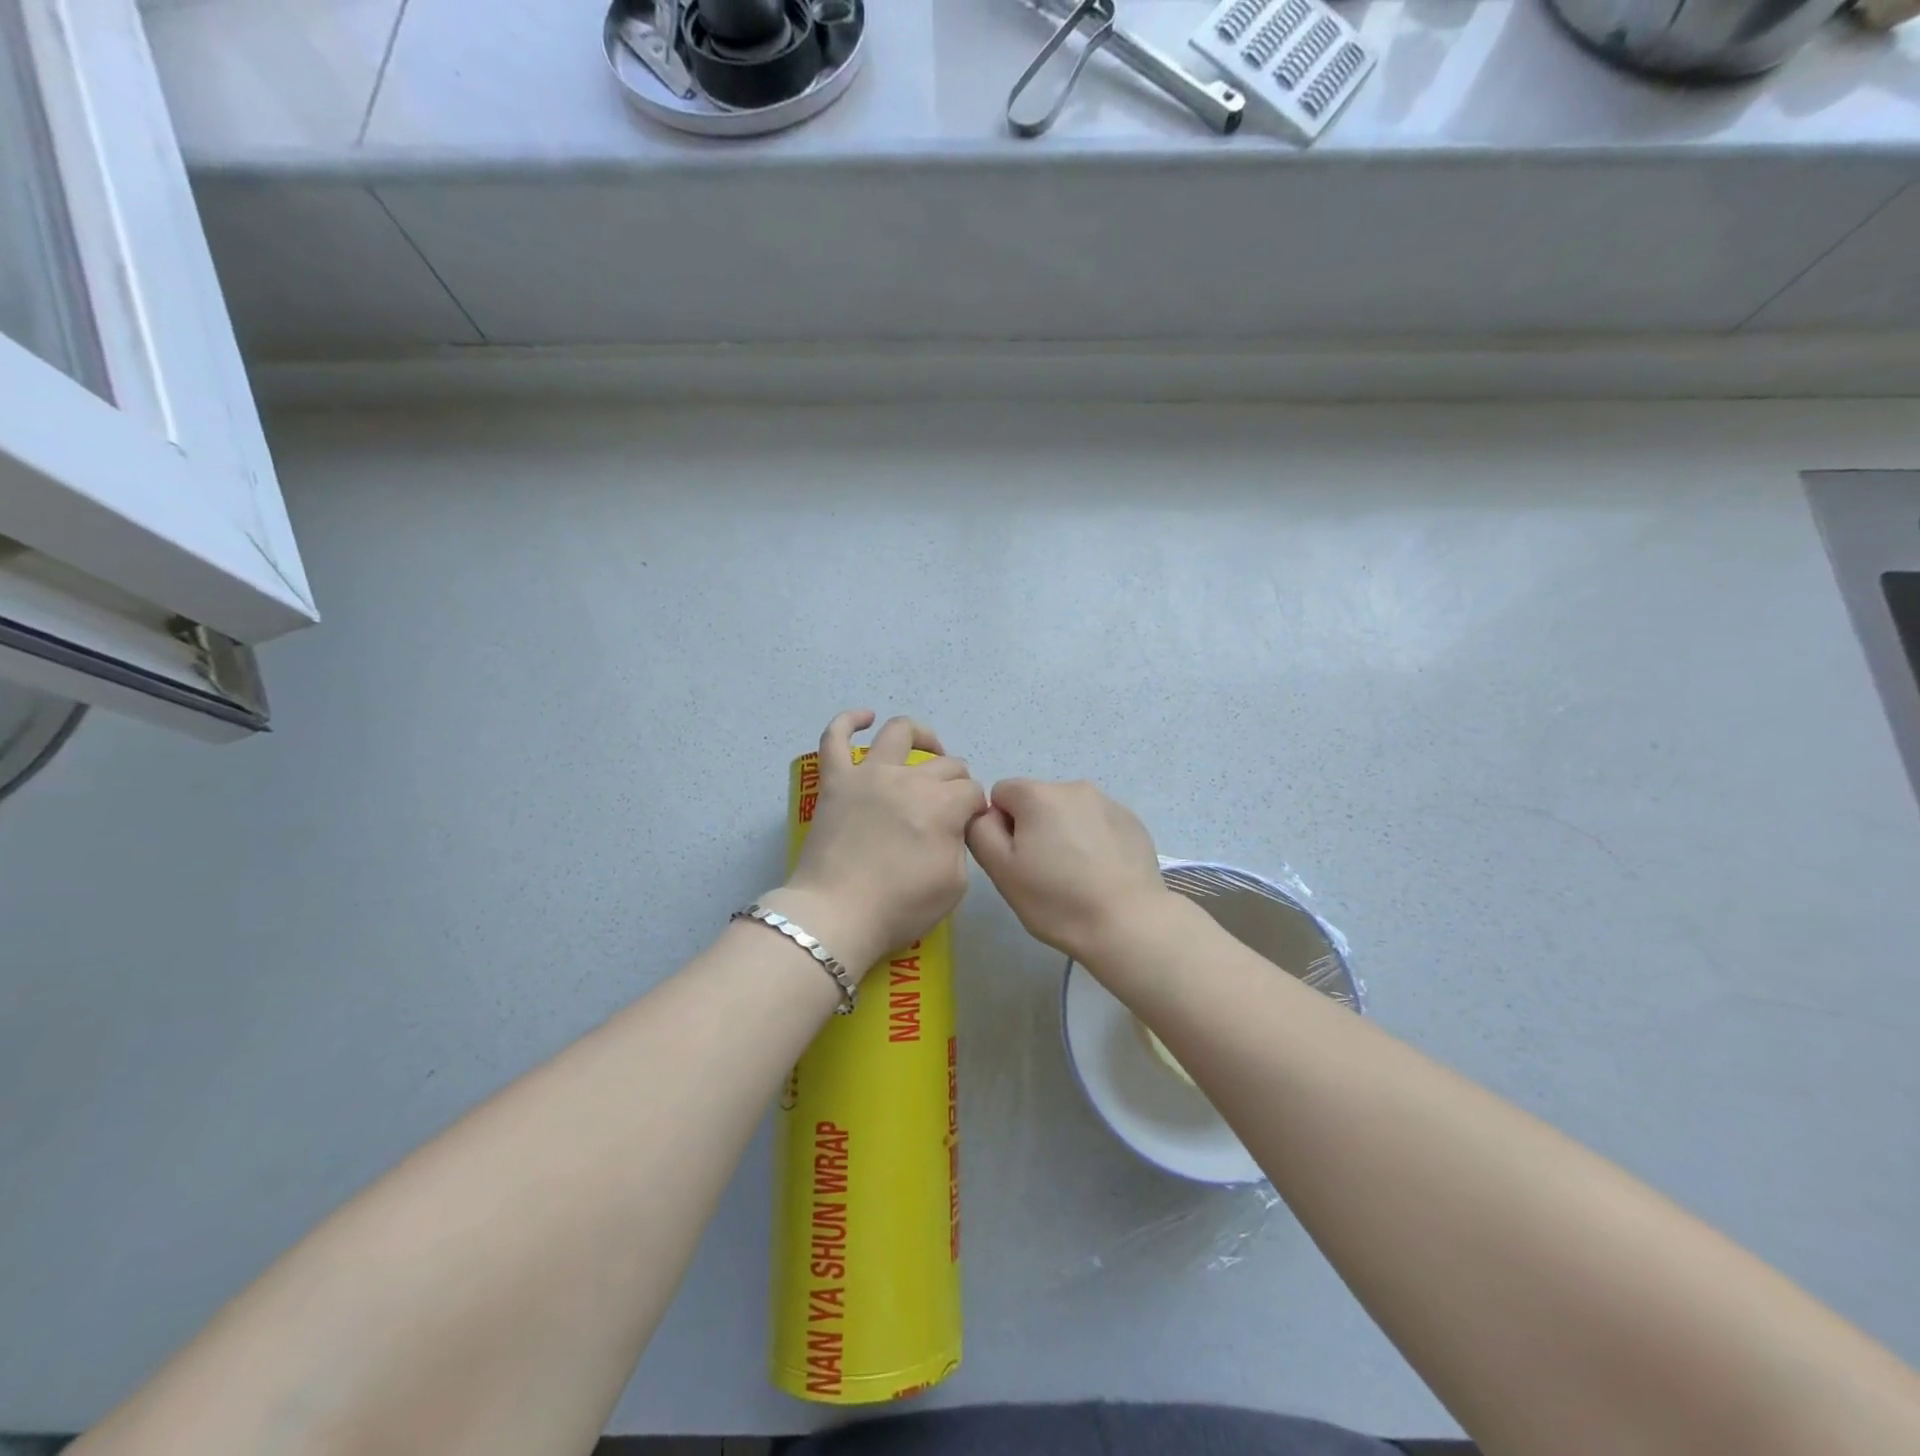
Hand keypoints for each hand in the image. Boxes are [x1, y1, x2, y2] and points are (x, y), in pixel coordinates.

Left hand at [774, 710, 986, 976]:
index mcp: (942, 805)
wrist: (836, 916)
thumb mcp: (955, 884)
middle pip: (945, 764)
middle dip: (956, 781)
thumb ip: (960, 845)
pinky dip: (849, 721)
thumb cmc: (899, 907)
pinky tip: (865, 717)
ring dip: (921, 736)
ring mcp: (868, 774)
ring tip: (928, 748)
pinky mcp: (835, 780)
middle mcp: (909, 779)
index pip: (972, 791)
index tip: (968, 826)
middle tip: (950, 804)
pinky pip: (834, 739)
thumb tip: (952, 826)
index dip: (974, 808)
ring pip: (900, 732)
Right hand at [965, 778, 1173, 966]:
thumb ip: (981, 831)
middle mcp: (1074, 787)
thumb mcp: (1001, 870)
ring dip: (1063, 833)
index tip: (1016, 859)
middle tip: (1043, 872)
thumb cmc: (1057, 899)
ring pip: (1068, 813)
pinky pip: (1097, 824)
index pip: (1001, 793)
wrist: (1128, 923)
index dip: (1001, 826)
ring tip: (1075, 875)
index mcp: (1038, 794)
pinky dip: (1093, 841)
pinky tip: (1100, 873)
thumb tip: (987, 815)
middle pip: (1036, 801)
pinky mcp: (1132, 821)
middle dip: (1033, 828)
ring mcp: (1108, 802)